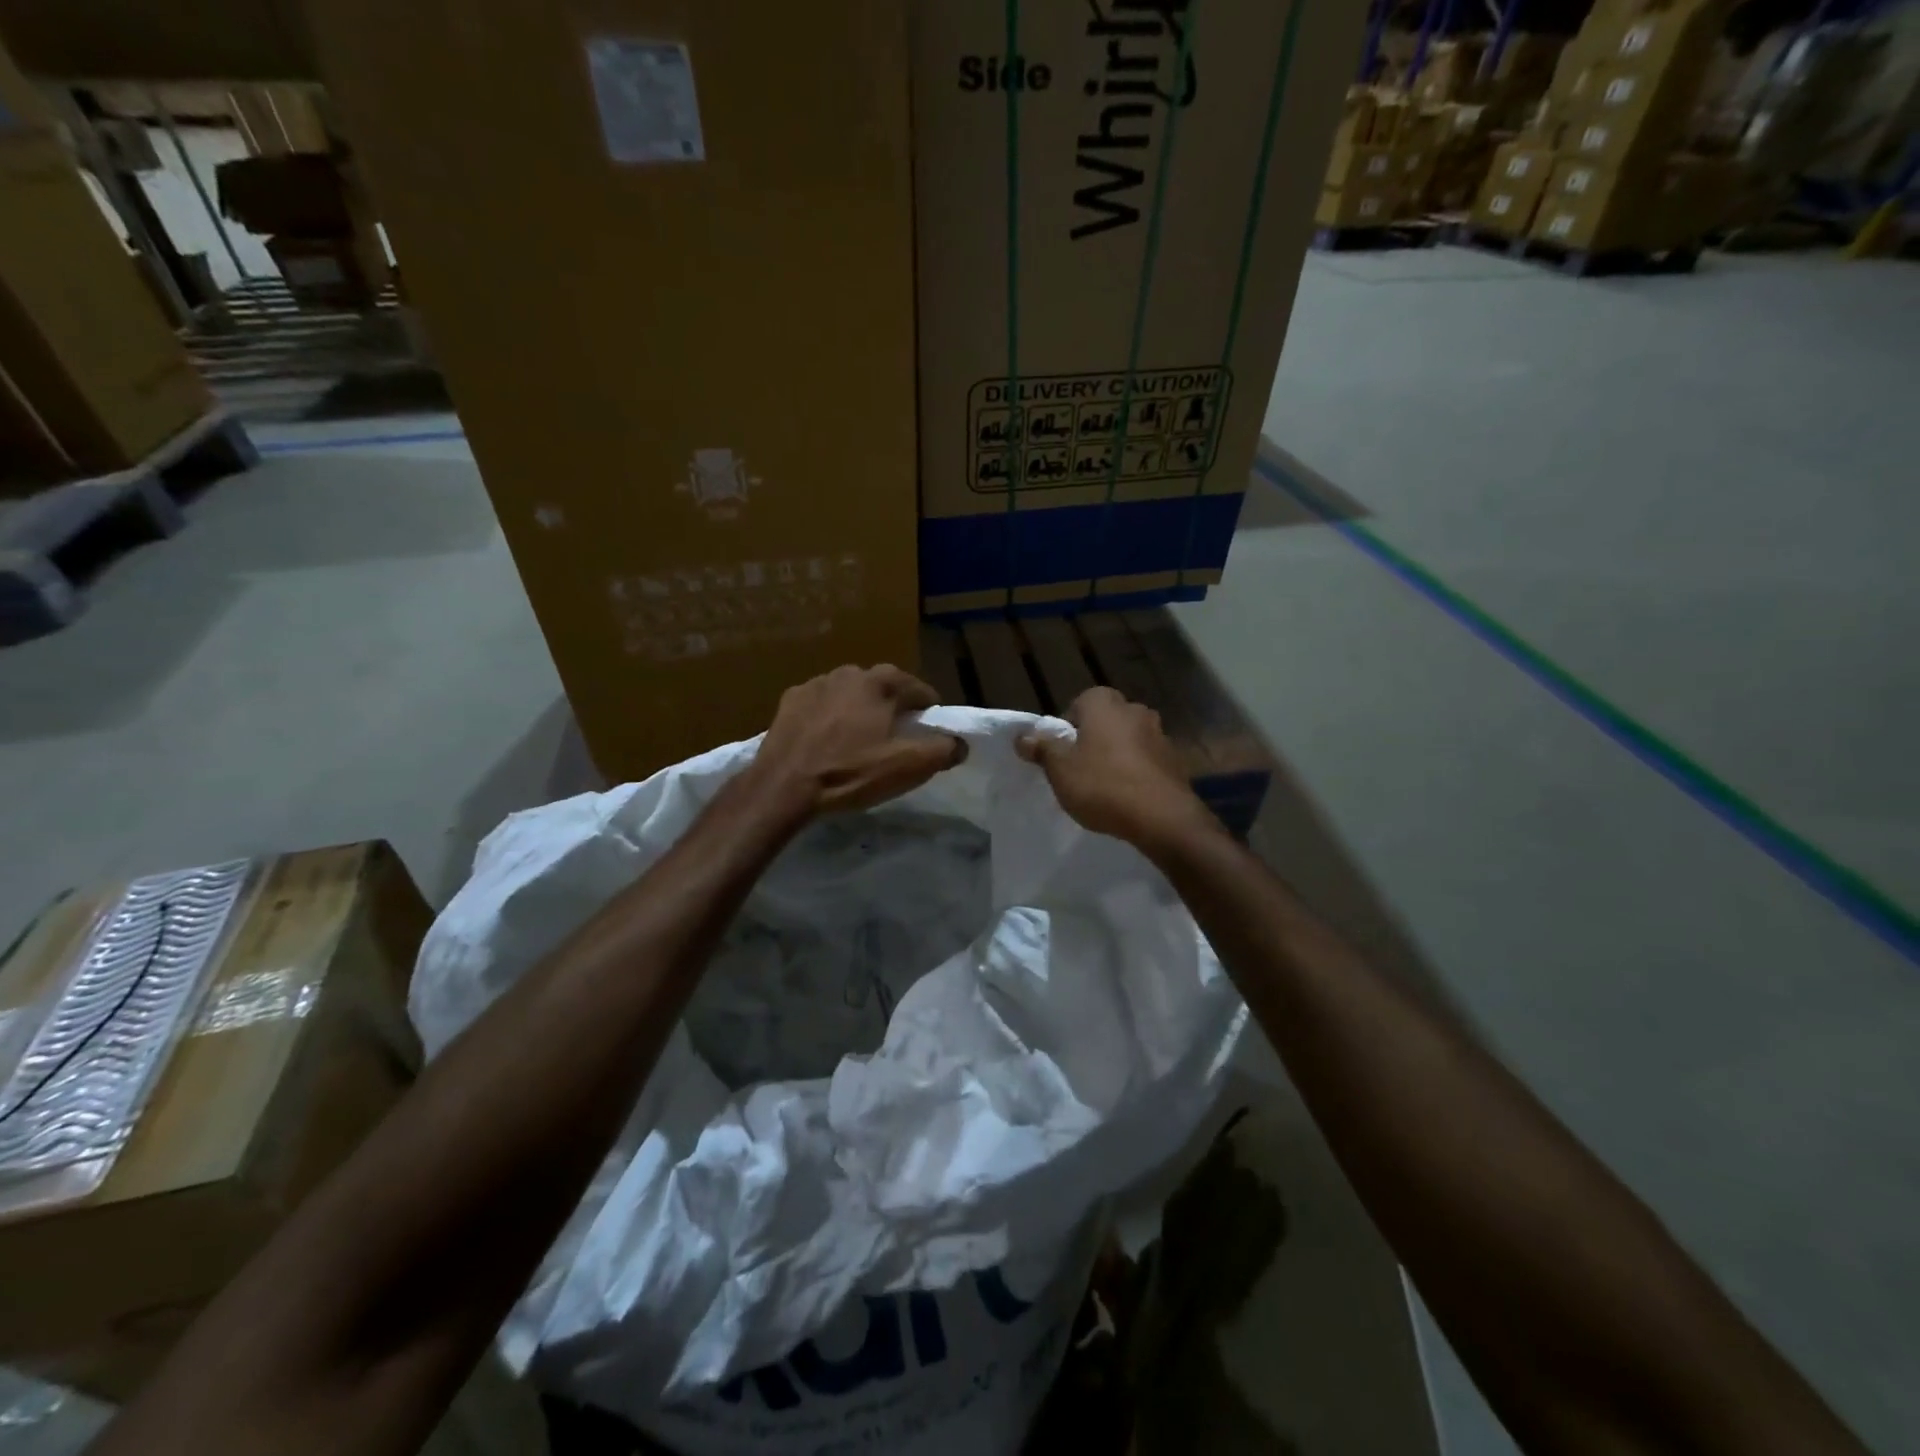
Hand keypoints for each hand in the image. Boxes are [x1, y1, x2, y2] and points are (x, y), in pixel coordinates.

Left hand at [747, 664, 966, 818]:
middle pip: (883, 687)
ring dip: (859, 708)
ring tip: (858, 738)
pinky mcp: (790, 700)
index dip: (928, 710)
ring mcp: (816, 684)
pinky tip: (825, 738)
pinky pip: (821, 704)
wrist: (784, 786)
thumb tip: (961, 743)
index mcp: (881, 683)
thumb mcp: (908, 767)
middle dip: (892, 706)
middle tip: (894, 735)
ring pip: (850, 693)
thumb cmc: (851, 773)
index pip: (918, 689)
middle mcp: (850, 673)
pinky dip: (829, 715)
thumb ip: (943, 750)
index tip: (927, 730)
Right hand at [1017, 687, 1216, 851]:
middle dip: (1092, 741)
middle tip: (1079, 770)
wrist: (1162, 817)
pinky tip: (1128, 797)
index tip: (1060, 755)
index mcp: (1104, 703)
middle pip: (1104, 722)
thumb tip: (1022, 736)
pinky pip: (1146, 761)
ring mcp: (1159, 733)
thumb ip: (1041, 749)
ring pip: (1127, 740)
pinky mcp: (1174, 760)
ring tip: (1104, 788)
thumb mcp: (1060, 769)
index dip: (1066, 730)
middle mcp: (1134, 709)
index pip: (1077, 705)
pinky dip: (1136, 772)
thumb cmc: (1103, 785)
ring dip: (1116, 756)